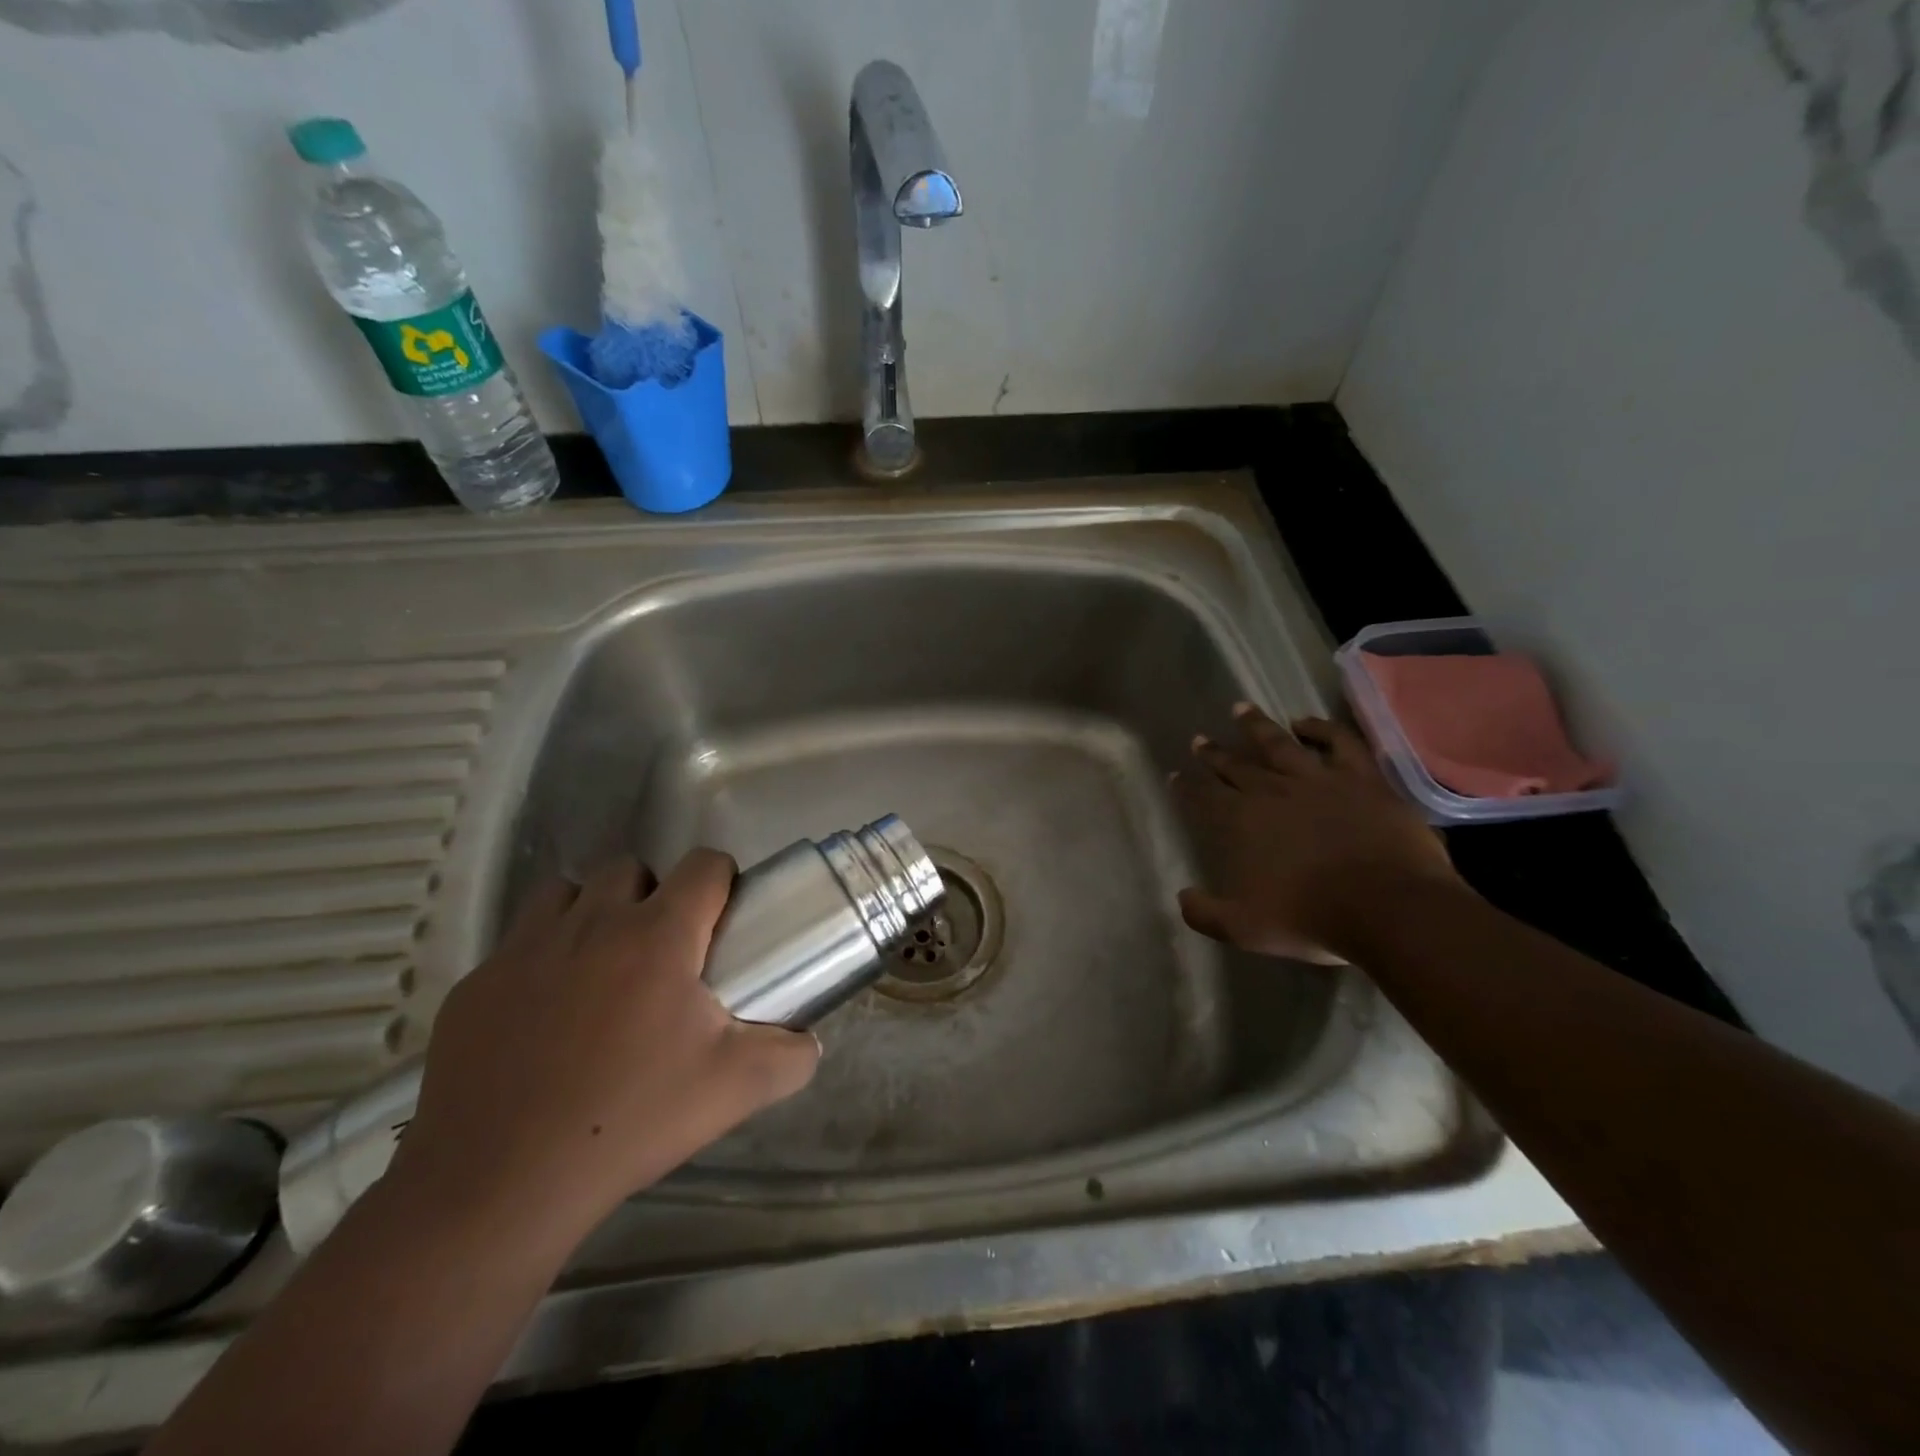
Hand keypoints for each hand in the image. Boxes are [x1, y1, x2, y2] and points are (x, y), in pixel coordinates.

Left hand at [389, 851, 818, 1243]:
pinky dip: (539, 959)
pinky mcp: (474, 986)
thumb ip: (790, 1057)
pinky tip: (542, 1017)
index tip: (724, 916)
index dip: (722, 879)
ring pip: (566, 892)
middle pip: (630, 867)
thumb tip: (809, 1043)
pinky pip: (515, 945)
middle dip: (653, 893)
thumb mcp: (734, 1090)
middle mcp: (592, 924)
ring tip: (601, 965)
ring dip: (591, 911)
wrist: (498, 1185)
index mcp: (658, 936)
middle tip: (662, 951)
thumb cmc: (629, 1120)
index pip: (703, 866)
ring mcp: (524, 950)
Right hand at [1171, 704, 1461, 962]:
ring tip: (1241, 709)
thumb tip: (1183, 897)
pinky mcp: (1361, 778)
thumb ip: (1206, 913)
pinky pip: (1338, 742)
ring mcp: (1318, 779)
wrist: (1388, 907)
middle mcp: (1273, 791)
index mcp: (1242, 821)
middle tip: (1199, 739)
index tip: (1175, 774)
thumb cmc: (1311, 918)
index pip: (1205, 796)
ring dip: (1257, 726)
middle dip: (1214, 753)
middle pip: (1236, 765)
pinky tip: (1306, 723)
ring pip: (1279, 743)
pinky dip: (1320, 728)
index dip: (1187, 785)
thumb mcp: (1245, 929)